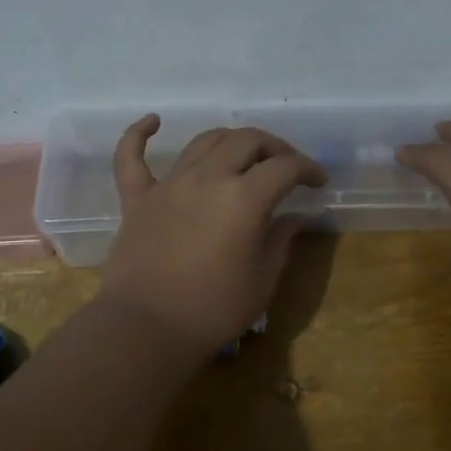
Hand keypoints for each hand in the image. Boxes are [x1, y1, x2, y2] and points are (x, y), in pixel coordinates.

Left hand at [97, 116, 327, 357]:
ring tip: (244, 154)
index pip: (285, 167)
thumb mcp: (262, 281)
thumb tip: (294, 216)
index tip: (318, 182)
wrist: (146, 330)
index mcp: (244, 199)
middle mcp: (207, 178)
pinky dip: (139, 134)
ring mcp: (168, 184)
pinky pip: (131, 156)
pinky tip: (154, 121)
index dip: (308, 169)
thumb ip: (280, 241)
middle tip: (286, 166)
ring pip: (204, 141)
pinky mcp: (137, 197)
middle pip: (247, 140)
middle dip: (274, 147)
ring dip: (231, 140)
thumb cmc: (212, 312)